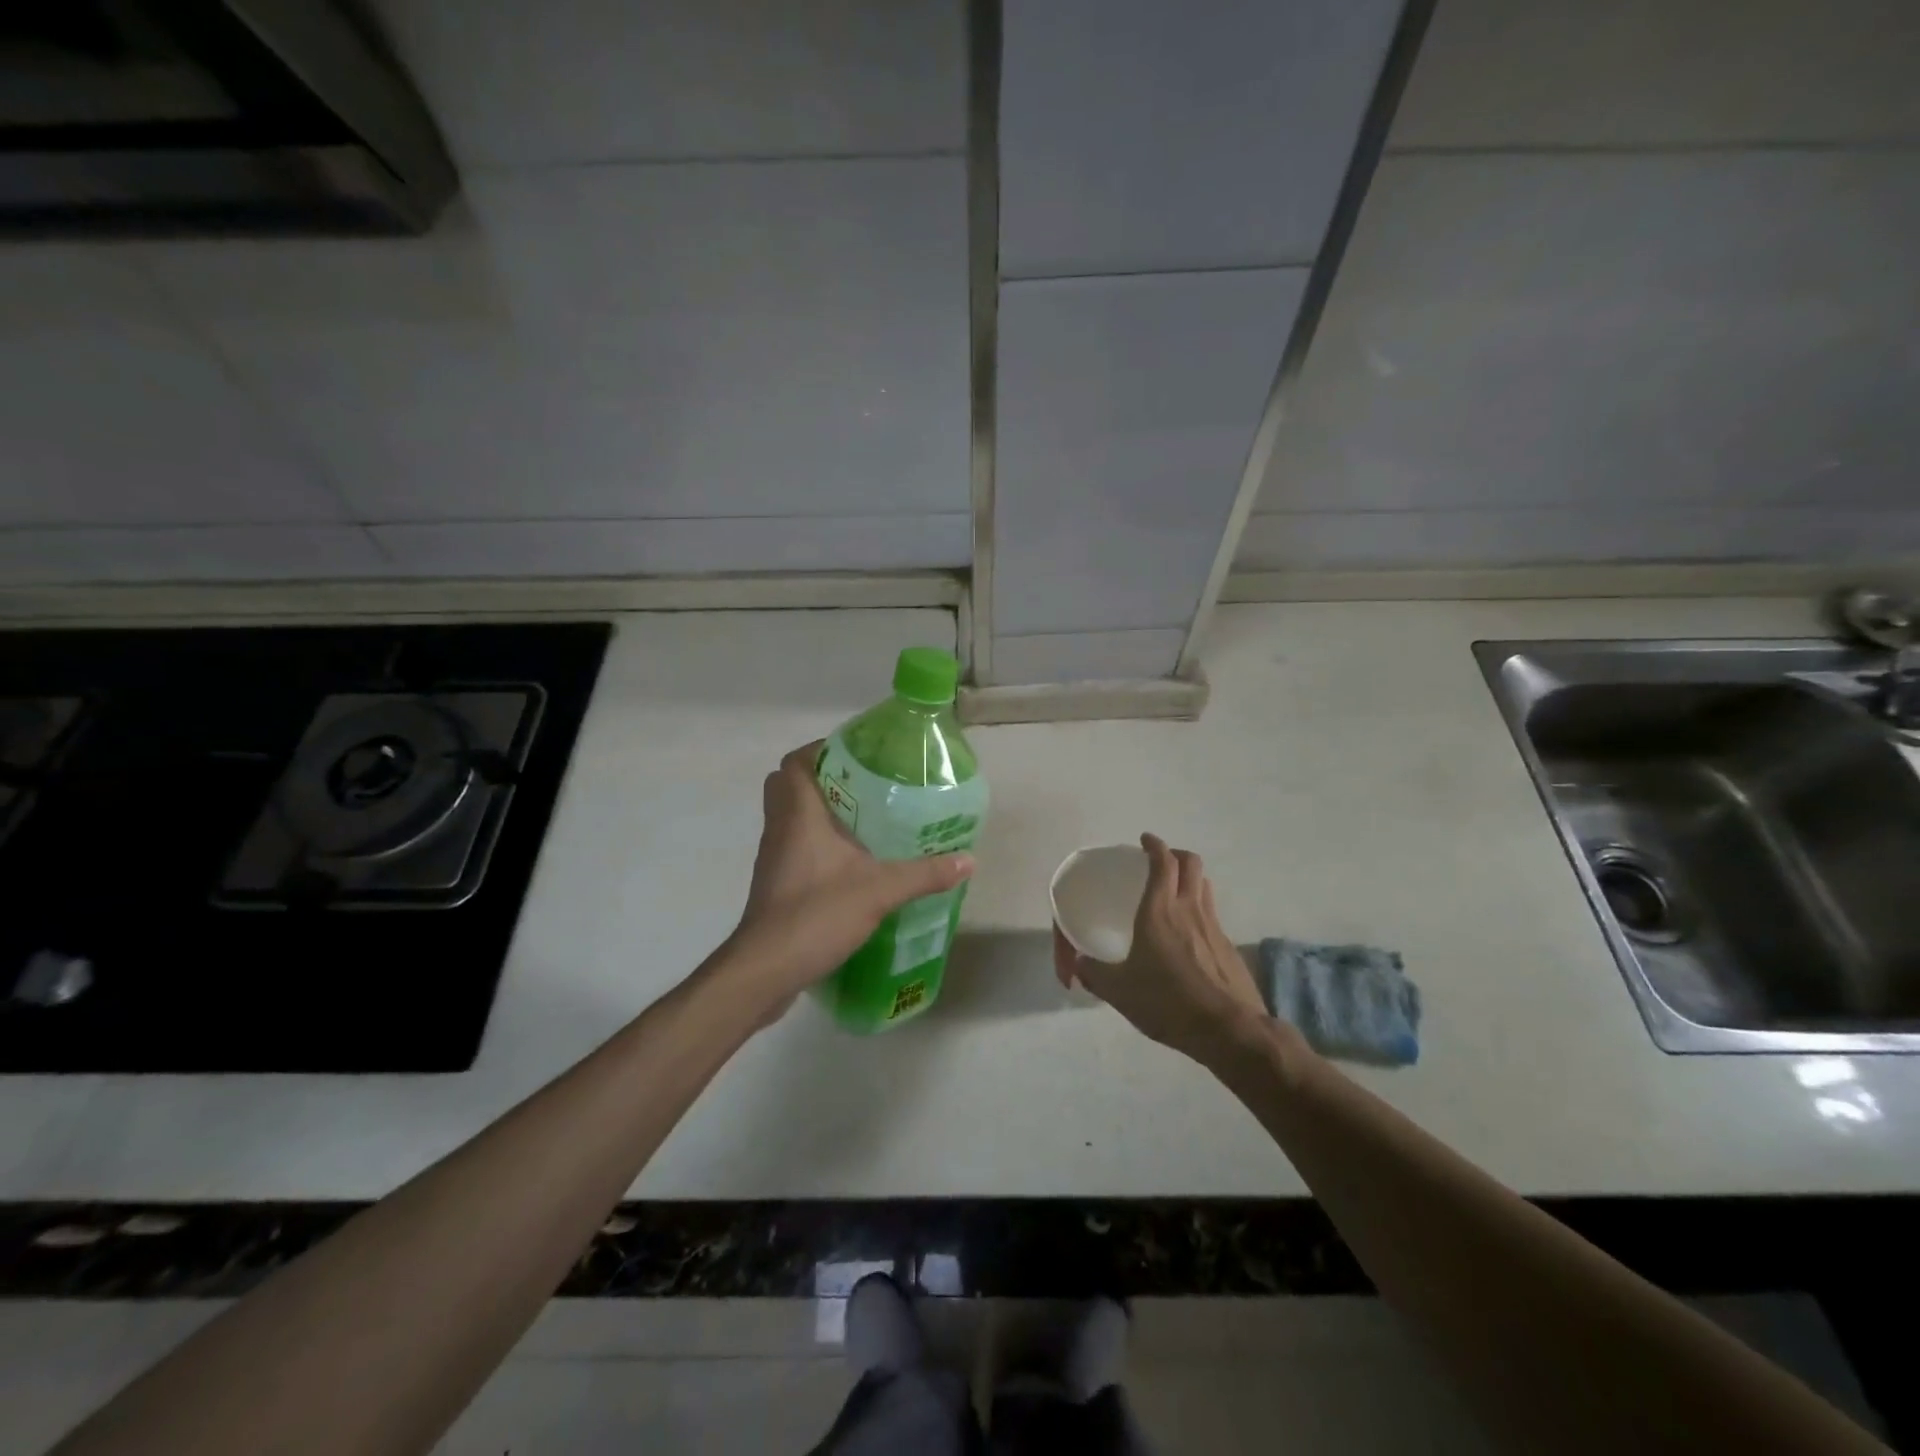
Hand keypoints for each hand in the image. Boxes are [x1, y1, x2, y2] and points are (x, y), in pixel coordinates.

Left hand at [724, 741, 973, 1020]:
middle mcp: (780, 827)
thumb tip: (968, 860)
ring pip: (791, 817)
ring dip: (821, 813)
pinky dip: (818, 844)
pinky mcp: (777, 884)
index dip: (822, 750)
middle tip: (865, 787)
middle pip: (789, 785)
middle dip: (823, 779)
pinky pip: (795, 847)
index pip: (795, 761)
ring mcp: (775, 857)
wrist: (766, 970)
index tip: (860, 756)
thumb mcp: (880, 890)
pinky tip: (852, 862)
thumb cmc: (816, 914)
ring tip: (867, 821)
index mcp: (798, 813)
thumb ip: (924, 874)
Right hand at [1054, 833, 1268, 1064]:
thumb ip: (1094, 974)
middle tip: (1160, 861)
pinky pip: (1212, 914)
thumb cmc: (1169, 1002)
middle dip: (1176, 854)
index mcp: (1159, 911)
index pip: (1162, 862)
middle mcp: (1189, 909)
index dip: (1154, 846)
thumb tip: (1078, 964)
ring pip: (1205, 886)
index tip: (1146, 840)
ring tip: (1175, 892)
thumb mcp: (1119, 992)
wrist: (1230, 1030)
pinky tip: (1189, 935)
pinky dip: (1200, 910)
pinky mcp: (1229, 947)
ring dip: (1191, 879)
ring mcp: (1214, 927)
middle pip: (1191, 864)